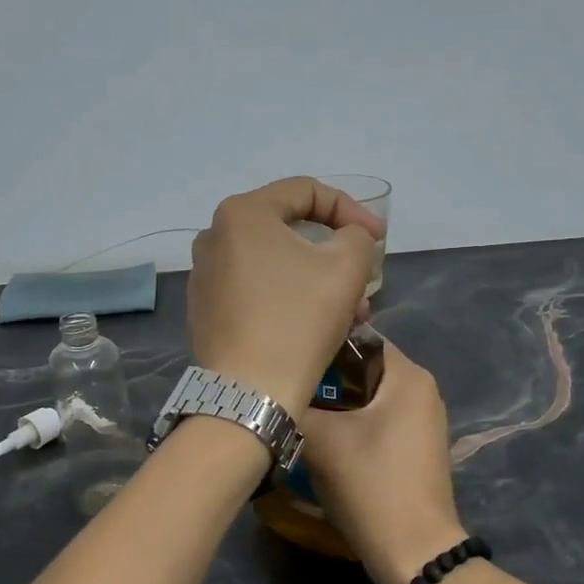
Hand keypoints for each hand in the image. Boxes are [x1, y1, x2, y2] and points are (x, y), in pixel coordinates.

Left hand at [187, 178, 382, 419]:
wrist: (249, 392)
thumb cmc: (298, 319)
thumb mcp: (347, 266)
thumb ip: (356, 236)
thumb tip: (348, 239)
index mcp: (242, 213)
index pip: (306, 191)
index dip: (350, 210)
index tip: (378, 240)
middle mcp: (214, 237)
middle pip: (289, 230)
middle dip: (335, 253)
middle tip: (364, 280)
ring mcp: (205, 276)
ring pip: (275, 264)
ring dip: (318, 281)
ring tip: (351, 314)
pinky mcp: (206, 311)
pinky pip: (256, 291)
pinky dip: (289, 298)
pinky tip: (315, 326)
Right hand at [299, 340, 467, 583]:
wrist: (414, 553)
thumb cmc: (372, 485)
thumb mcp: (322, 440)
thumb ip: (294, 404)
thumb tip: (269, 390)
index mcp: (408, 377)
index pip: (359, 338)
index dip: (321, 344)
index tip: (286, 357)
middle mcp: (421, 391)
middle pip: (361, 369)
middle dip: (323, 378)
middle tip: (284, 386)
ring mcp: (420, 422)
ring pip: (365, 398)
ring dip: (332, 404)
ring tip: (295, 411)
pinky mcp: (413, 449)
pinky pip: (375, 421)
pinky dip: (348, 425)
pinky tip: (319, 439)